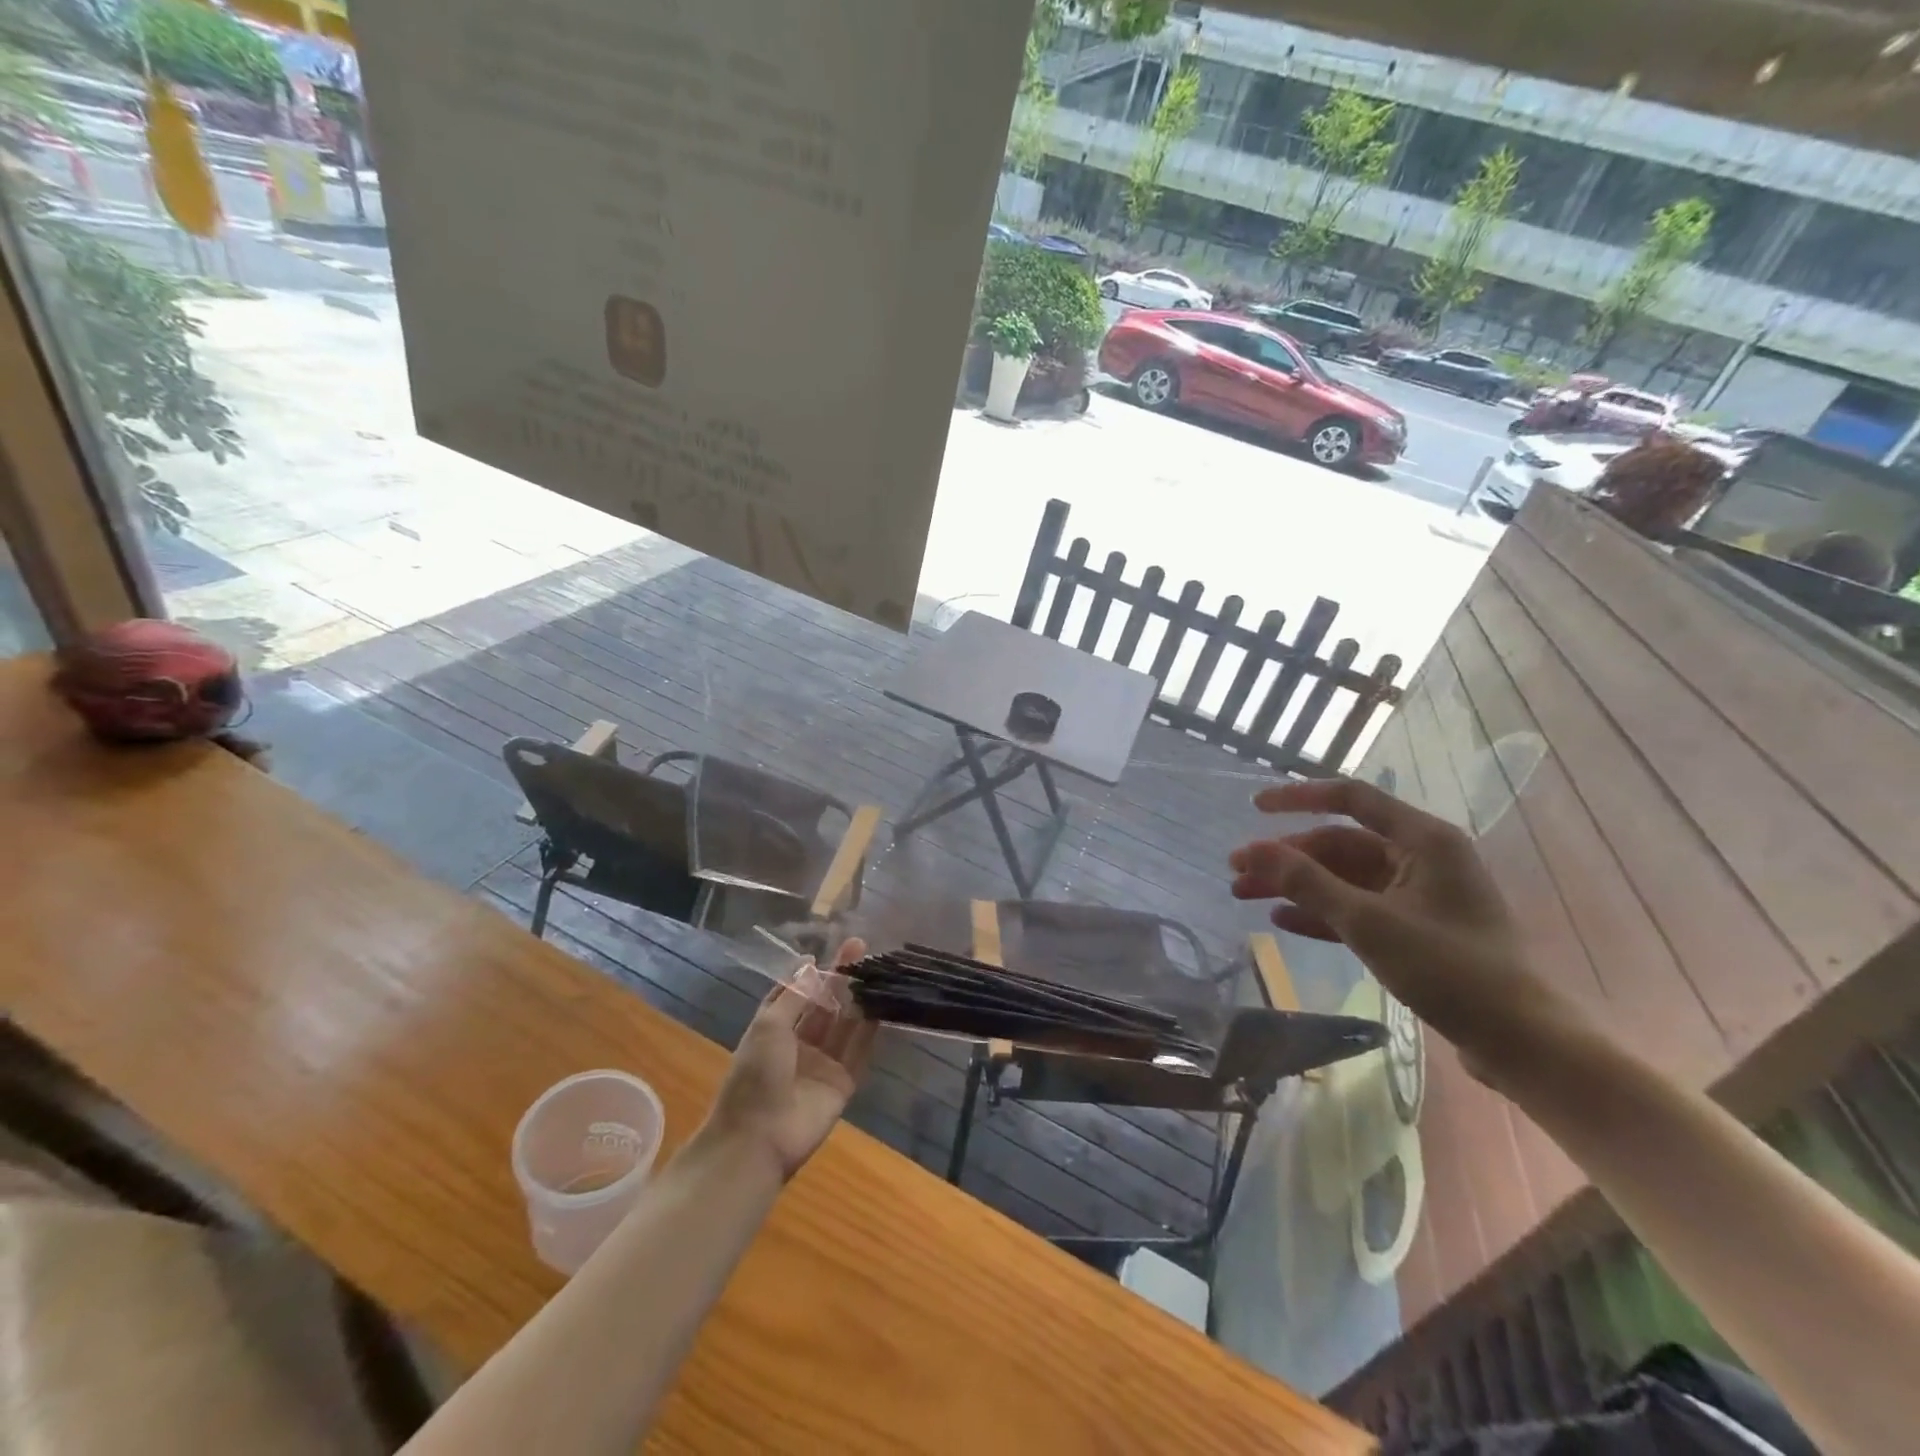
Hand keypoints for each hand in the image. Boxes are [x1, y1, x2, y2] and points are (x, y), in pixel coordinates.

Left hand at [698, 939, 876, 1180]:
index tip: (828, 951)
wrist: (759, 1138)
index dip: (811, 974)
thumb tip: (811, 963)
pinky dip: (870, 1029)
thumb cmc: (755, 1075)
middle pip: (824, 1005)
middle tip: (860, 947)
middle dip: (840, 978)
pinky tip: (882, 1005)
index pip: (796, 995)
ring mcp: (822, 1064)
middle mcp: (799, 1044)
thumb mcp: (769, 1026)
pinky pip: (859, 1051)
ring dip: (858, 998)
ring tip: (875, 969)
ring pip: (844, 1024)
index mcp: (774, 1030)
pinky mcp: (843, 1083)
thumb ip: (794, 995)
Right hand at [1229, 778, 1579, 1083]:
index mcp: (1423, 839)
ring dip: (1296, 886)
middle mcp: (1422, 858)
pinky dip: (1321, 912)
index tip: (1254, 807)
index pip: (1351, 799)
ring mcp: (1419, 895)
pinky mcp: (1416, 929)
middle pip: (1339, 844)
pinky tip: (1283, 920)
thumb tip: (1252, 849)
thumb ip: (1306, 882)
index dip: (1299, 798)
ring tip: (1245, 896)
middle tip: (1237, 872)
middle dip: (1286, 857)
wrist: (1520, 1042)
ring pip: (1343, 878)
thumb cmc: (1449, 970)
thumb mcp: (1368, 922)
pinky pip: (1357, 908)